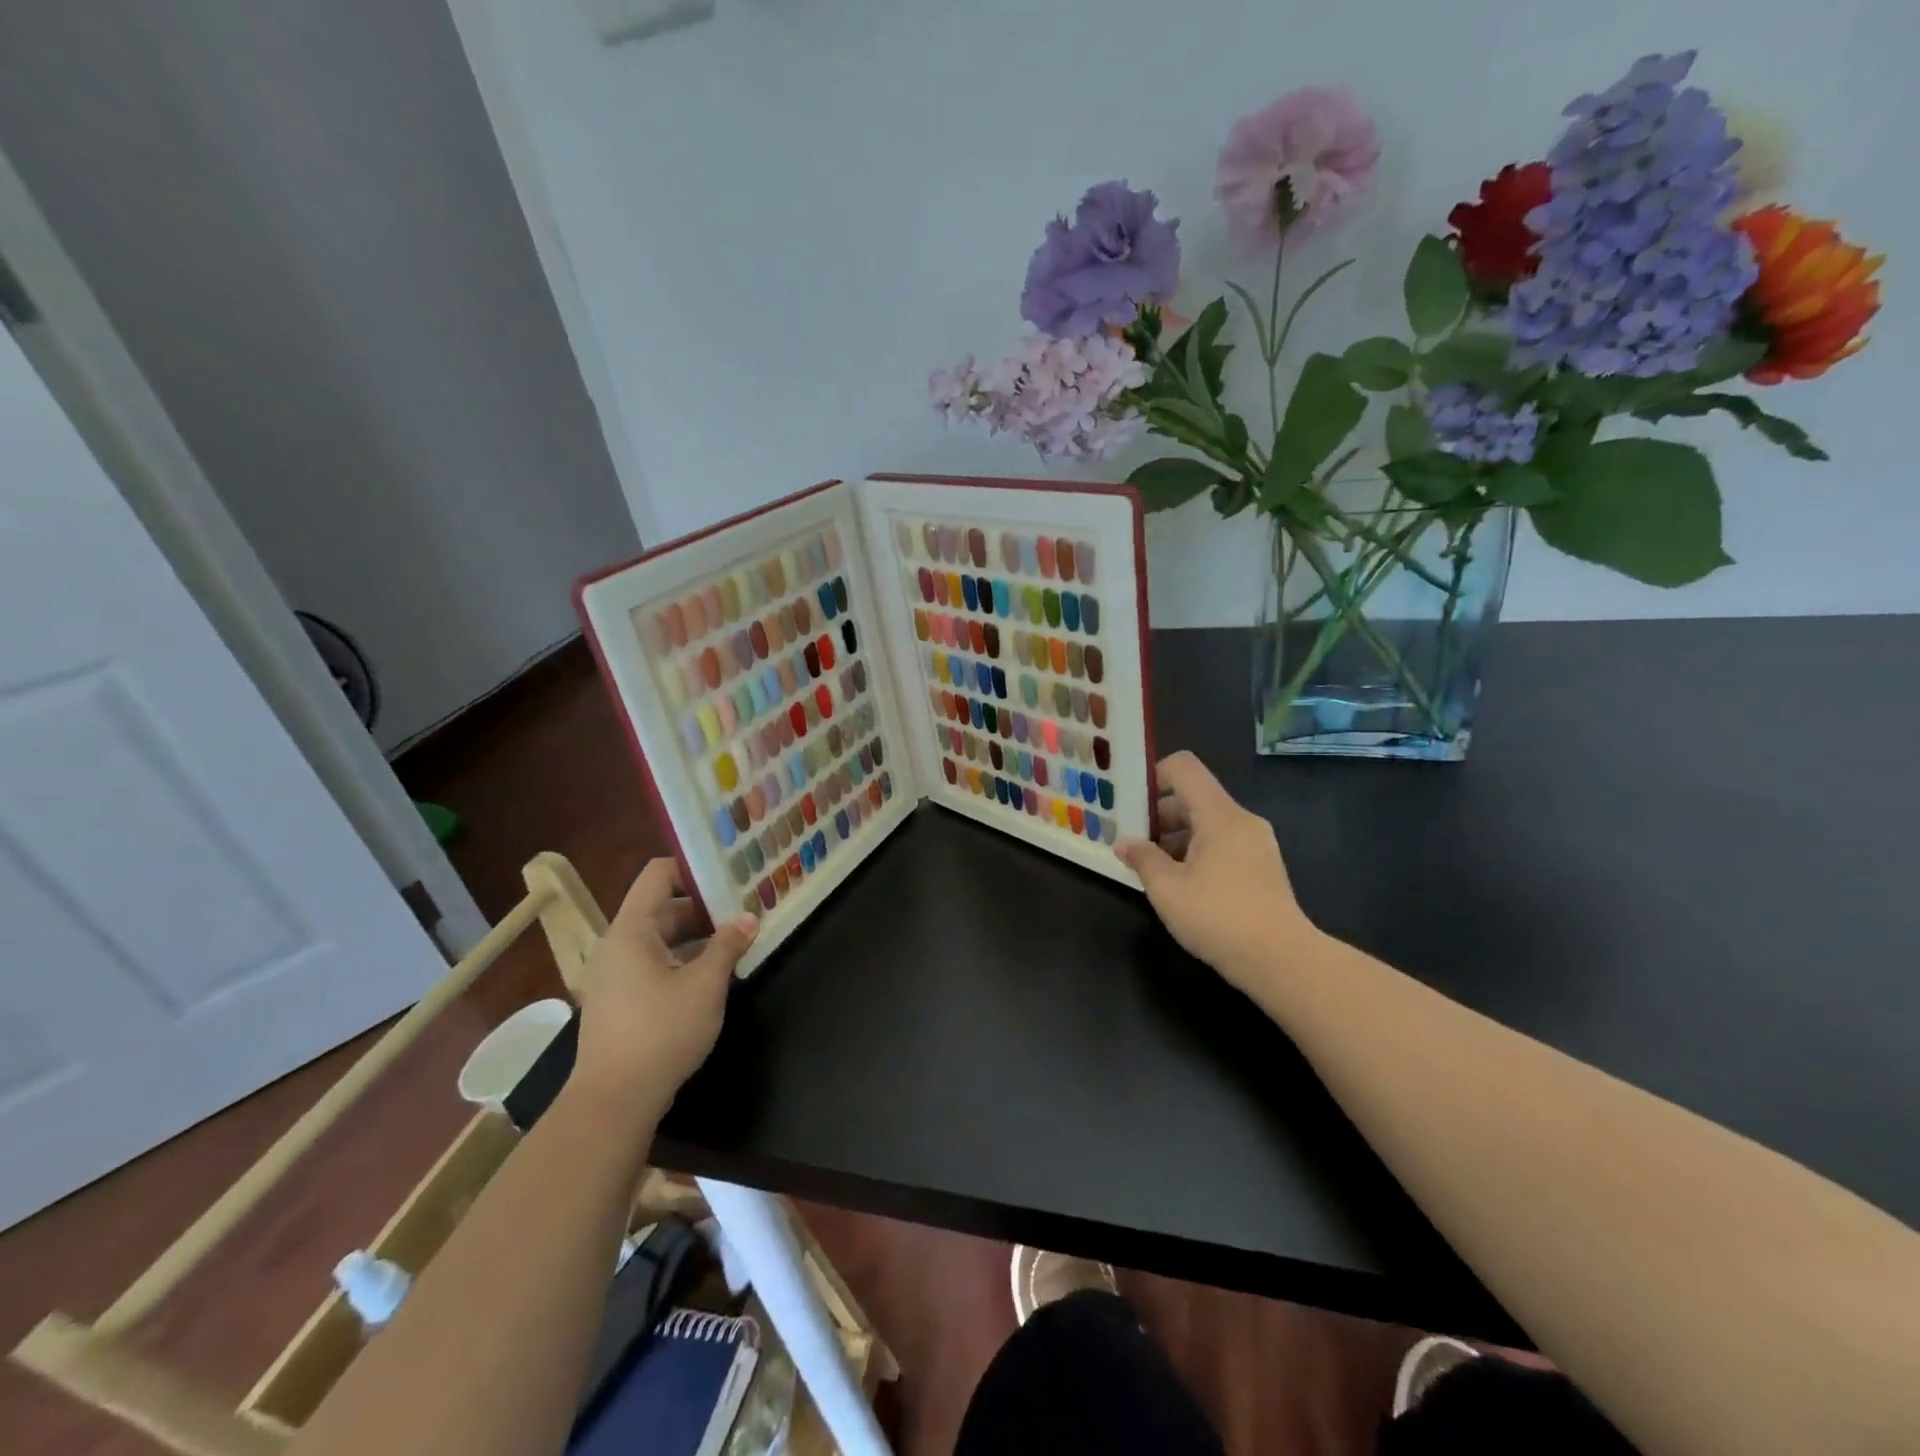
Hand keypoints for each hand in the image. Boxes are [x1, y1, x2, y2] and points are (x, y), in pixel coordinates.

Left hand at [569, 859, 757, 1118]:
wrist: (614, 1102)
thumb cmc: (661, 1032)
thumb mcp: (705, 985)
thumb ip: (728, 946)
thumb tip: (748, 918)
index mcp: (631, 931)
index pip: (658, 875)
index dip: (693, 867)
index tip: (729, 872)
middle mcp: (618, 945)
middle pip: (663, 907)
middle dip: (705, 907)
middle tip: (745, 907)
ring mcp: (616, 975)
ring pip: (661, 939)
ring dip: (698, 936)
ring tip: (738, 938)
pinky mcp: (620, 1001)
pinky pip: (655, 964)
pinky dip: (683, 959)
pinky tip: (715, 973)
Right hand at [1116, 751, 1317, 994]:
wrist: (1282, 960)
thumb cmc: (1218, 917)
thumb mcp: (1167, 889)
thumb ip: (1143, 859)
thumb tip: (1125, 843)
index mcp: (1219, 815)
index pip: (1184, 768)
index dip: (1153, 775)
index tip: (1131, 803)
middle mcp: (1241, 820)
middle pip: (1194, 798)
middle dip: (1159, 815)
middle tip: (1133, 841)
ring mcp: (1257, 844)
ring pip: (1208, 824)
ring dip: (1177, 838)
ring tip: (1153, 868)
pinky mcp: (1264, 868)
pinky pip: (1224, 844)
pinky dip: (1198, 853)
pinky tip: (1182, 885)